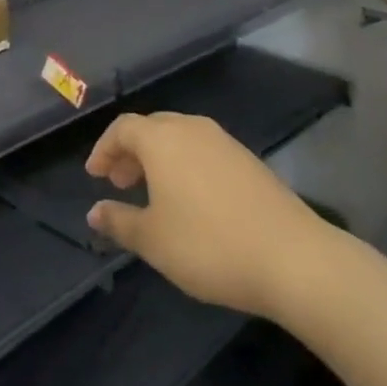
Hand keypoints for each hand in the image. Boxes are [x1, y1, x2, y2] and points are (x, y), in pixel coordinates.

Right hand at [84, 111, 332, 317]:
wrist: (292, 257)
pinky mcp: (248, 159)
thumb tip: (94, 212)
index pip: (122, 128)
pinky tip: (191, 200)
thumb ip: (119, 221)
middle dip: (131, 152)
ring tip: (153, 194)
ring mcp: (224, 141)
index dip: (104, 149)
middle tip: (120, 183)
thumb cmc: (209, 245)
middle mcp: (191, 128)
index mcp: (162, 139)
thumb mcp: (154, 240)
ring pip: (179, 138)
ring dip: (159, 159)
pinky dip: (185, 165)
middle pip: (151, 128)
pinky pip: (204, 151)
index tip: (95, 176)